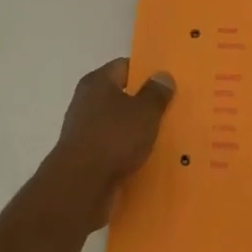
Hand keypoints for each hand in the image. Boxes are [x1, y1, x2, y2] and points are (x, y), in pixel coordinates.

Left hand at [40, 59, 174, 230]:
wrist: (80, 185)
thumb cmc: (114, 137)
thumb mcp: (145, 111)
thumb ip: (156, 93)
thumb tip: (163, 75)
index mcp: (98, 82)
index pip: (125, 66)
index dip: (146, 72)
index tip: (167, 84)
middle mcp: (86, 101)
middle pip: (120, 96)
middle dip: (143, 104)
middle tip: (170, 110)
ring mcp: (83, 130)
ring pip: (117, 124)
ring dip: (135, 130)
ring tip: (163, 137)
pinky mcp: (85, 157)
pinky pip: (112, 147)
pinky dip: (126, 151)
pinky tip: (145, 159)